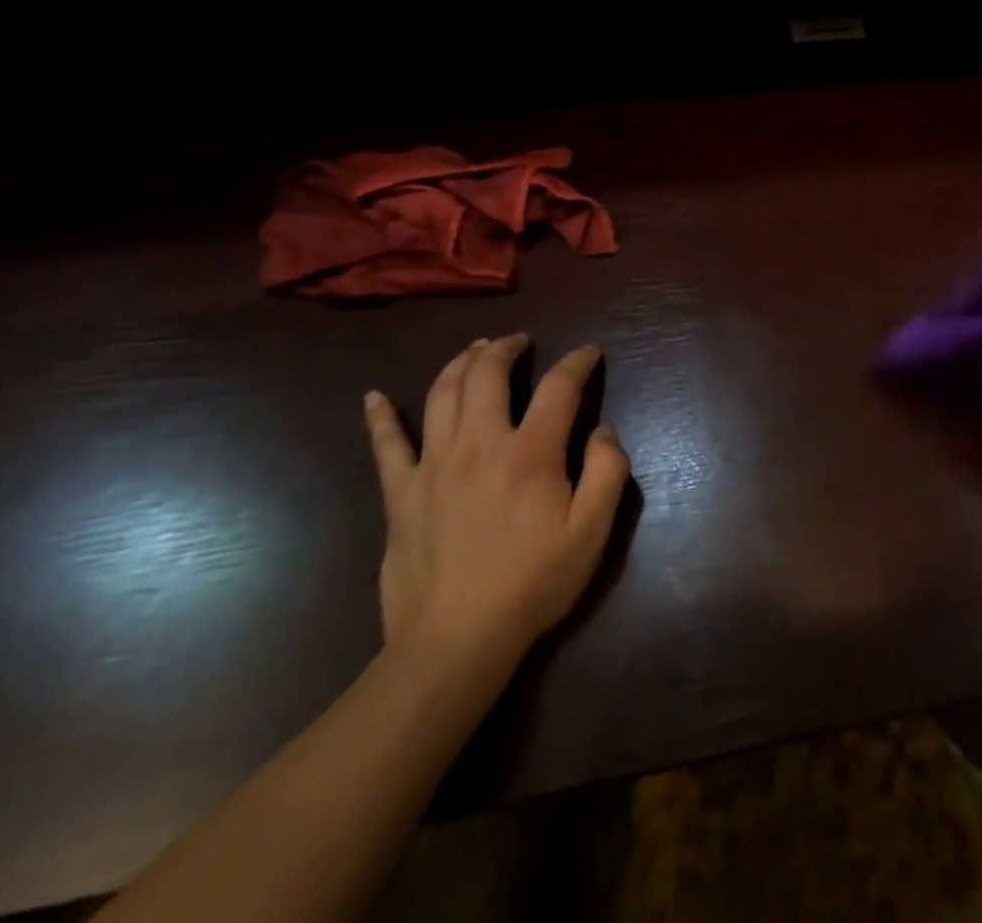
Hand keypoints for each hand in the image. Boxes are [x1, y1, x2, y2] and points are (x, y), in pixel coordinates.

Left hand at [363, 337, 630, 677]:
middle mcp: (479, 444)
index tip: (590, 352)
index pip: (558, 386)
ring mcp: (432, 466)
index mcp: (530, 452)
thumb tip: (603, 430)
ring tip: (474, 351)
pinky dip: (380, 418)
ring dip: (460, 363)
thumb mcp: (592, 531)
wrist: (456, 642)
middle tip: (519, 341)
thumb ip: (608, 471)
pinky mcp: (400, 493)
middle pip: (487, 374)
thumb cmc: (534, 583)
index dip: (577, 362)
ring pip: (441, 394)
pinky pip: (386, 445)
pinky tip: (374, 398)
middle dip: (505, 348)